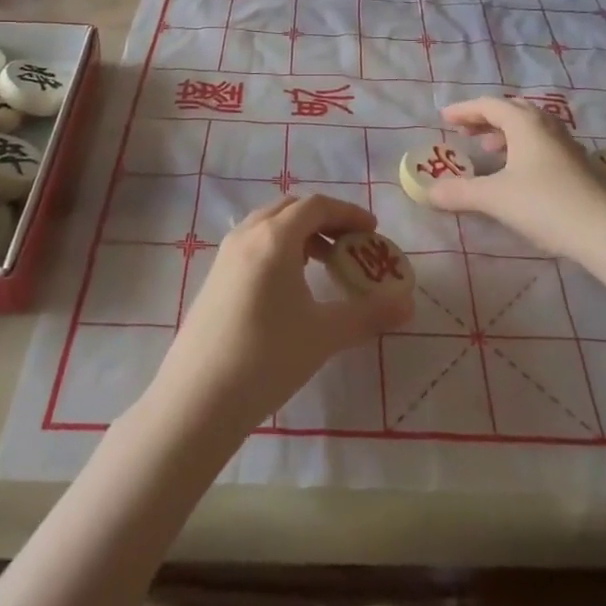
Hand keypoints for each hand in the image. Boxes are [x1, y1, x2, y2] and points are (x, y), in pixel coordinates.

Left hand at [148, 195, 412, 435]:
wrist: (196, 400)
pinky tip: (290, 284)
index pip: (316, 206)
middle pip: (291, 208)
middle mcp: (247, 235)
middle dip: (325, 219)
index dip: (349, 213)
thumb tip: (408, 305)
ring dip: (300, 232)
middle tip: (352, 244)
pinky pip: (253, 243)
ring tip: (324, 262)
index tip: (373, 232)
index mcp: (274, 237)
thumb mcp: (325, 334)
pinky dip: (279, 247)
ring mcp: (225, 256)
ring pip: (268, 224)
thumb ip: (369, 314)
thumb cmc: (266, 358)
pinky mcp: (214, 278)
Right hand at [425, 97, 605, 259]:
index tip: (444, 119)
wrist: (603, 231)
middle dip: (486, 117)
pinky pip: (542, 143)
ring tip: (488, 149)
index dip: (464, 110)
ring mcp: (566, 145)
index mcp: (525, 123)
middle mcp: (547, 126)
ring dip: (506, 132)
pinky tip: (517, 171)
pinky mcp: (577, 165)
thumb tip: (428, 192)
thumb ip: (459, 192)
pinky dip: (522, 147)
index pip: (489, 105)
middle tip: (465, 131)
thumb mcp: (494, 198)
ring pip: (530, 127)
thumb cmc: (544, 204)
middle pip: (512, 110)